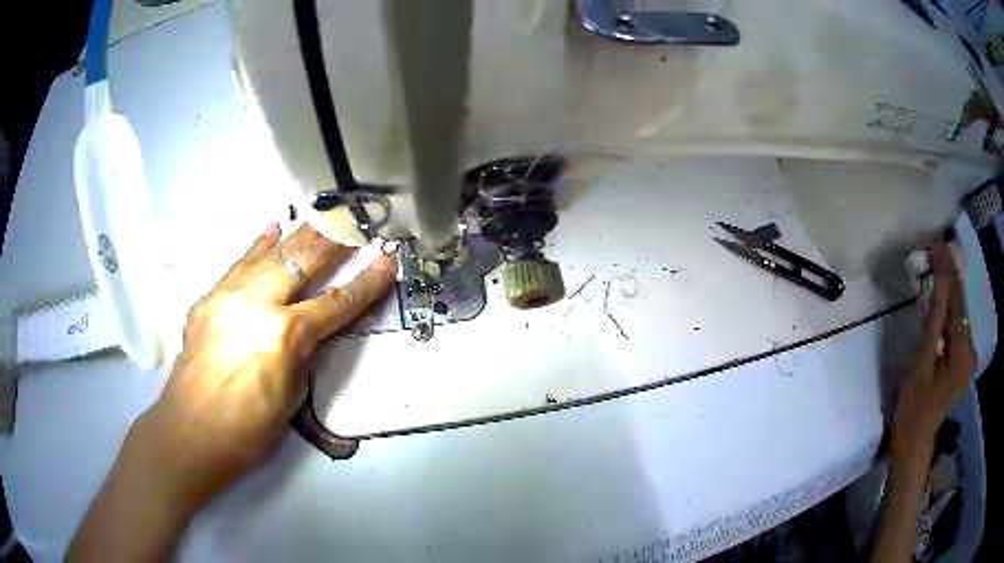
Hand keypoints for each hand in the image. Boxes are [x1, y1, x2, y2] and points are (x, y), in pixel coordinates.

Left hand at [135, 223, 395, 507]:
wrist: (191, 432)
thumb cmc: (249, 429)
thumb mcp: (293, 395)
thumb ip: (304, 353)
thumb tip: (310, 327)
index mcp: (285, 336)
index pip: (336, 302)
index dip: (367, 282)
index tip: (387, 260)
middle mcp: (257, 304)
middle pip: (302, 260)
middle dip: (333, 239)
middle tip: (354, 219)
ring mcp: (228, 295)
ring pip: (269, 253)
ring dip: (298, 234)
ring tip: (320, 215)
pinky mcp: (208, 298)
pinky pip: (238, 264)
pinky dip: (258, 246)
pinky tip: (271, 230)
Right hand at [891, 241, 975, 461]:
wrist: (914, 443)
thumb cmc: (913, 408)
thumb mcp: (921, 363)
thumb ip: (934, 320)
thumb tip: (940, 278)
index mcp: (962, 351)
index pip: (957, 300)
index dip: (948, 269)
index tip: (938, 241)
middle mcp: (970, 350)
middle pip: (961, 305)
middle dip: (951, 274)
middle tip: (938, 247)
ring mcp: (967, 356)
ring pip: (960, 314)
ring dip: (951, 288)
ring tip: (939, 262)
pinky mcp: (962, 360)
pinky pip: (957, 326)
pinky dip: (951, 307)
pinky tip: (944, 294)